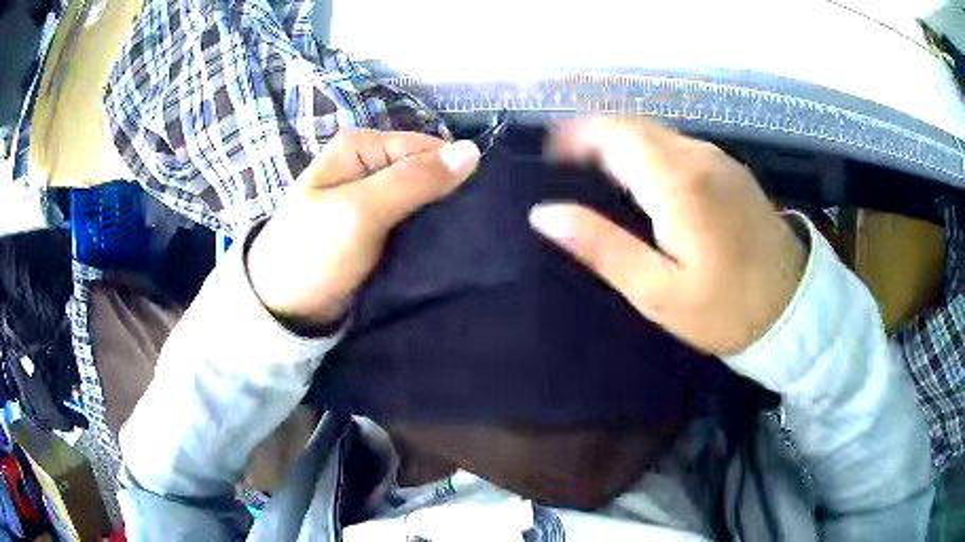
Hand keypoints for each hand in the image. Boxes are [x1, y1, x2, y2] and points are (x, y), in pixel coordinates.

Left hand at [247, 130, 480, 329]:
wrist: (282, 308)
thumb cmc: (313, 253)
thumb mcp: (360, 211)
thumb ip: (414, 180)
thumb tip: (473, 151)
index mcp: (360, 147)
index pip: (426, 148)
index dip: (451, 174)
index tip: (472, 210)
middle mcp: (366, 165)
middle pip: (424, 171)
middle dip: (446, 197)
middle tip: (467, 231)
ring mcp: (369, 197)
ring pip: (421, 199)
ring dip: (438, 218)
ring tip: (460, 243)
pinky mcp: (373, 228)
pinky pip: (411, 222)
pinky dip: (426, 234)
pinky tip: (441, 248)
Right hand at [529, 118, 805, 354]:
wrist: (794, 310)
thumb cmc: (724, 310)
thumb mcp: (657, 291)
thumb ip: (601, 247)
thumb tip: (544, 214)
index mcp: (678, 183)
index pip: (616, 133)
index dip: (576, 134)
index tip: (549, 154)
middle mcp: (700, 158)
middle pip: (636, 126)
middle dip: (596, 134)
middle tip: (566, 164)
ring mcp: (721, 161)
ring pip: (659, 133)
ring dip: (623, 142)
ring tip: (597, 171)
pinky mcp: (733, 172)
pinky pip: (680, 146)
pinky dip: (650, 151)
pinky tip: (643, 179)